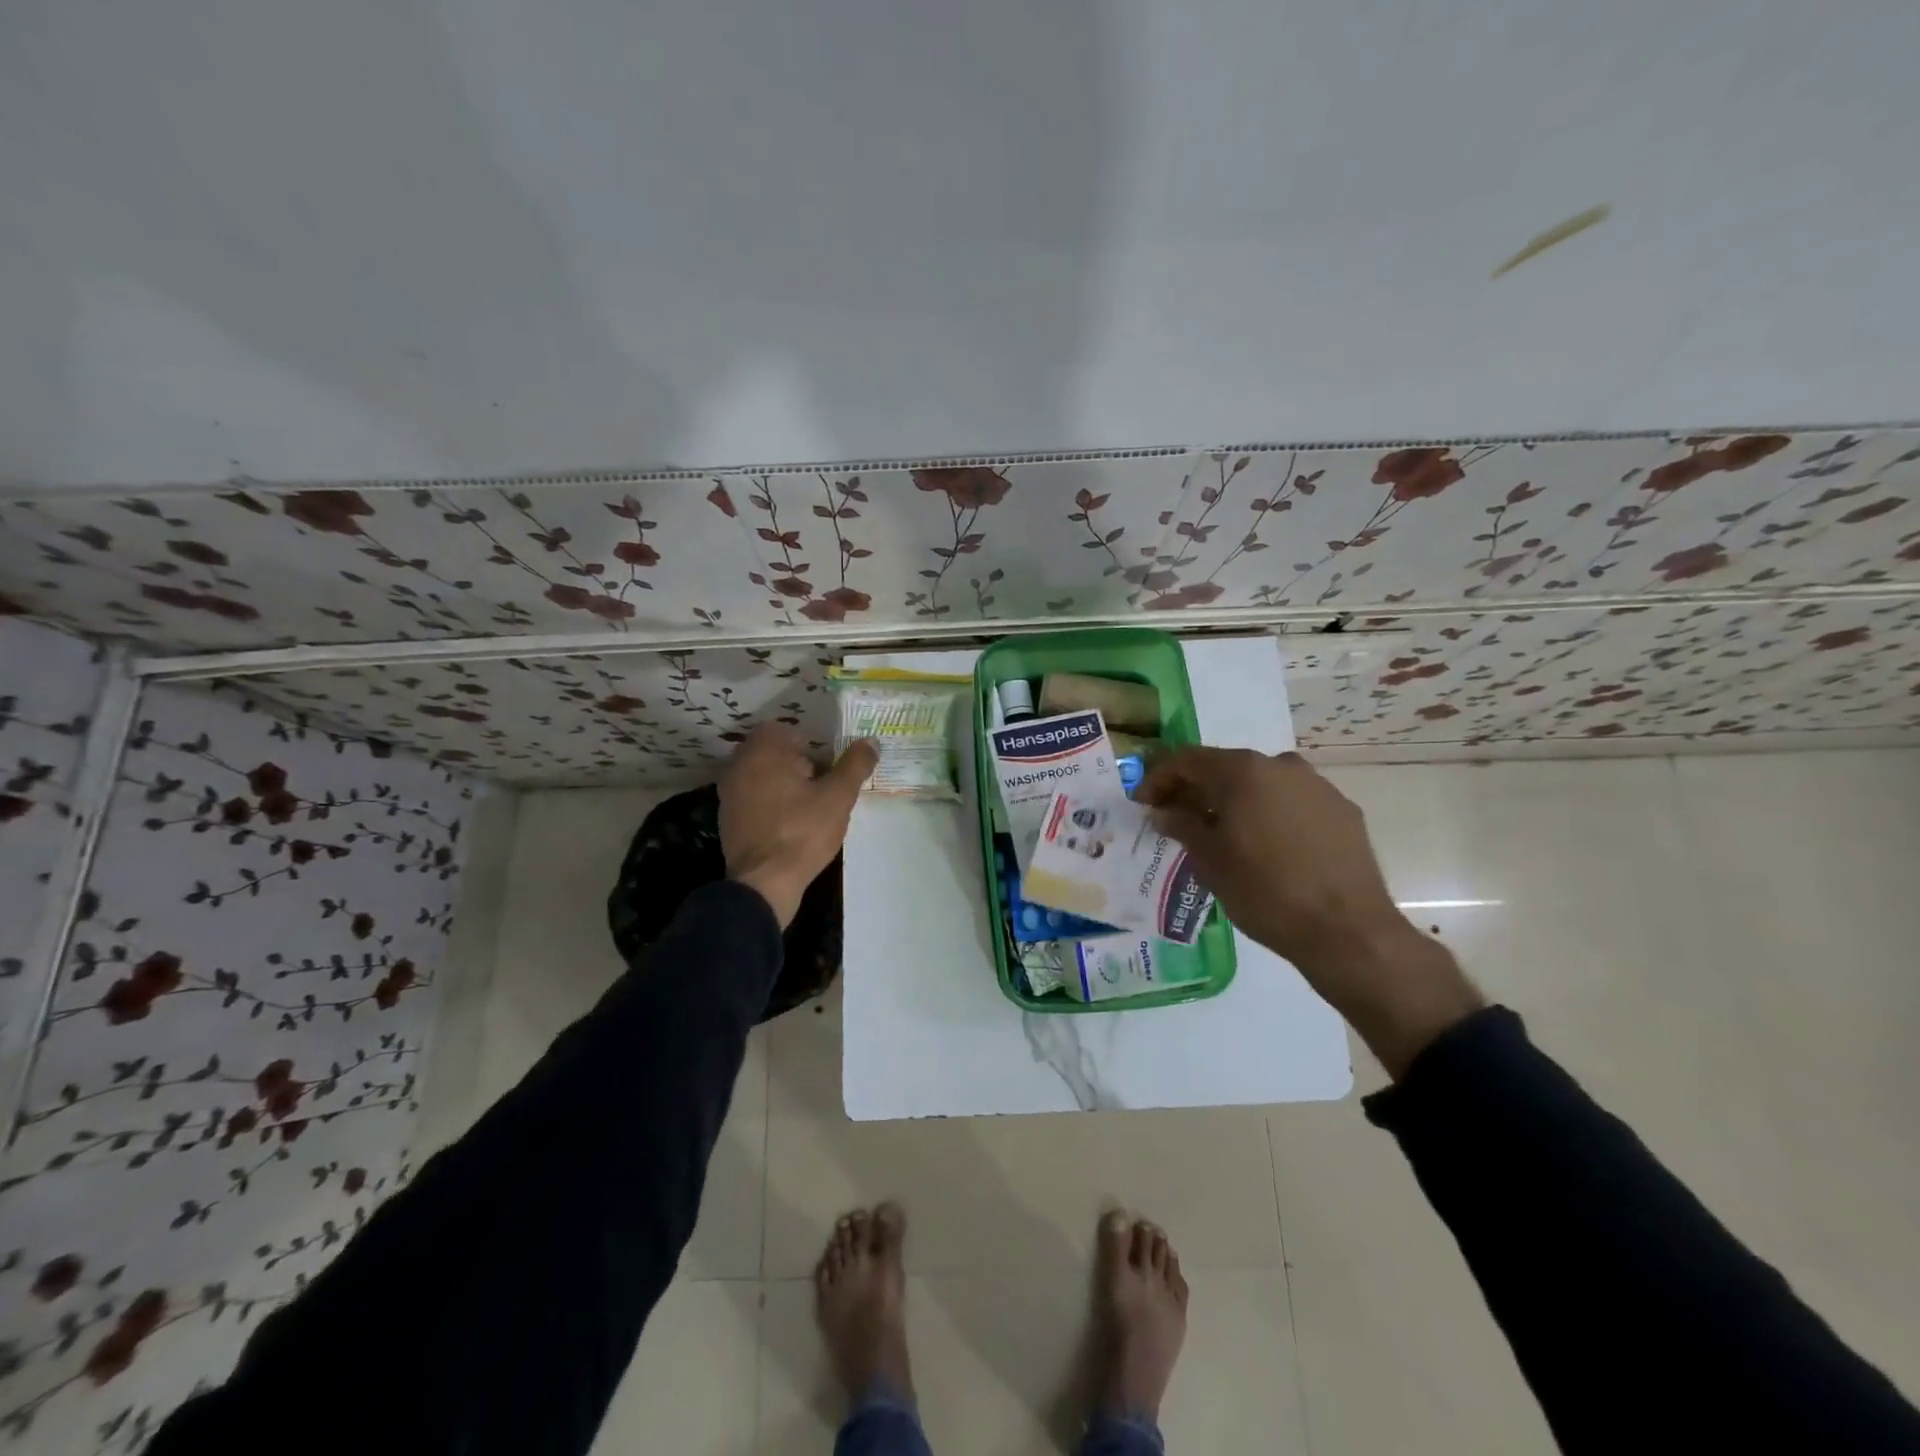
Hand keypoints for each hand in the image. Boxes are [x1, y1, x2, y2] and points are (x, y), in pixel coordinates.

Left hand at [719, 725, 878, 927]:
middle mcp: (739, 766)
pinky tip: (790, 825)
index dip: (808, 744)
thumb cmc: (803, 831)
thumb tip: (870, 741)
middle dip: (797, 764)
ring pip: (762, 776)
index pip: (783, 730)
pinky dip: (770, 805)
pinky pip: (753, 799)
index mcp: (763, 752)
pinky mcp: (727, 820)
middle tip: (822, 786)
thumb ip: (855, 765)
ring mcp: (729, 794)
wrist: (764, 882)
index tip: (826, 766)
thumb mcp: (838, 796)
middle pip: (772, 753)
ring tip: (809, 807)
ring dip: (784, 784)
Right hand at [1137, 747, 1481, 1075]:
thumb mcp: (1209, 861)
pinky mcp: (1343, 810)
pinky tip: (1265, 847)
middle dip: (1197, 790)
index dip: (1159, 778)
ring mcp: (1317, 786)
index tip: (1143, 803)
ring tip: (1221, 834)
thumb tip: (1164, 812)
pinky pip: (1292, 803)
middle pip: (1226, 768)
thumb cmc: (1264, 891)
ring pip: (1262, 784)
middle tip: (1177, 819)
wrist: (1346, 930)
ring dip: (1235, 802)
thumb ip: (1182, 826)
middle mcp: (1281, 766)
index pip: (1187, 760)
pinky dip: (1269, 815)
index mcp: (1243, 772)